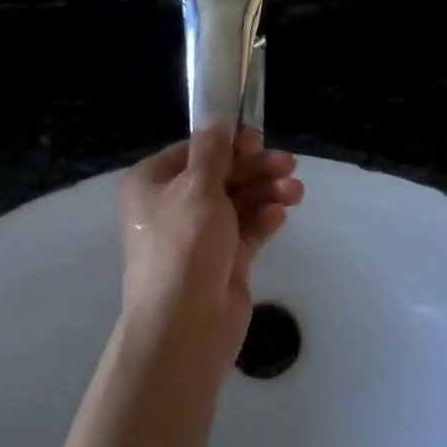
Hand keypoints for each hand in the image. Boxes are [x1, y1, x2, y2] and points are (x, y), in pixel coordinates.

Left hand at [117, 126, 303, 368]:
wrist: (185, 324)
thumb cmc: (184, 245)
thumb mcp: (198, 188)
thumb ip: (213, 152)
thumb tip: (217, 122)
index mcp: (151, 184)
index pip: (192, 152)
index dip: (227, 144)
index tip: (259, 139)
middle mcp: (170, 207)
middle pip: (219, 176)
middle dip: (254, 169)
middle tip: (289, 164)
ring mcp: (197, 236)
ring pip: (236, 202)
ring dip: (266, 192)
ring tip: (295, 191)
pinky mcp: (221, 261)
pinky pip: (245, 231)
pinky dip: (262, 220)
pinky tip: (281, 215)